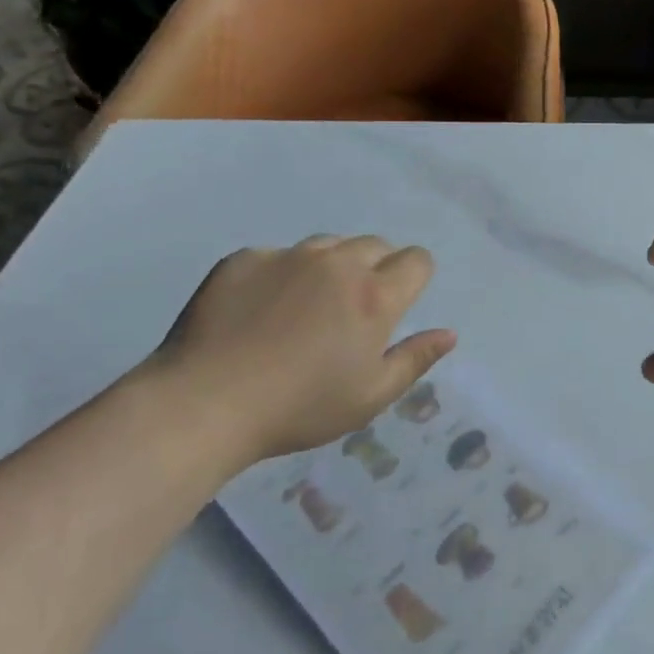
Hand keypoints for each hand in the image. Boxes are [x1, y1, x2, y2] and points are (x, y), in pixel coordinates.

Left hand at [140, 236, 455, 463]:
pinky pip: (278, 256)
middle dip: (376, 268)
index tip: (400, 300)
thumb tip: (448, 333)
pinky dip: (282, 275)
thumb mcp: (369, 397)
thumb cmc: (299, 408)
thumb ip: (414, 359)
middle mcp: (336, 263)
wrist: (205, 402)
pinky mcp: (245, 258)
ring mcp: (287, 256)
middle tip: (353, 310)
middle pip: (375, 245)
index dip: (415, 276)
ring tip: (308, 307)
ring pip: (327, 245)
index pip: (416, 260)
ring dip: (331, 266)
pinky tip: (260, 311)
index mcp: (374, 296)